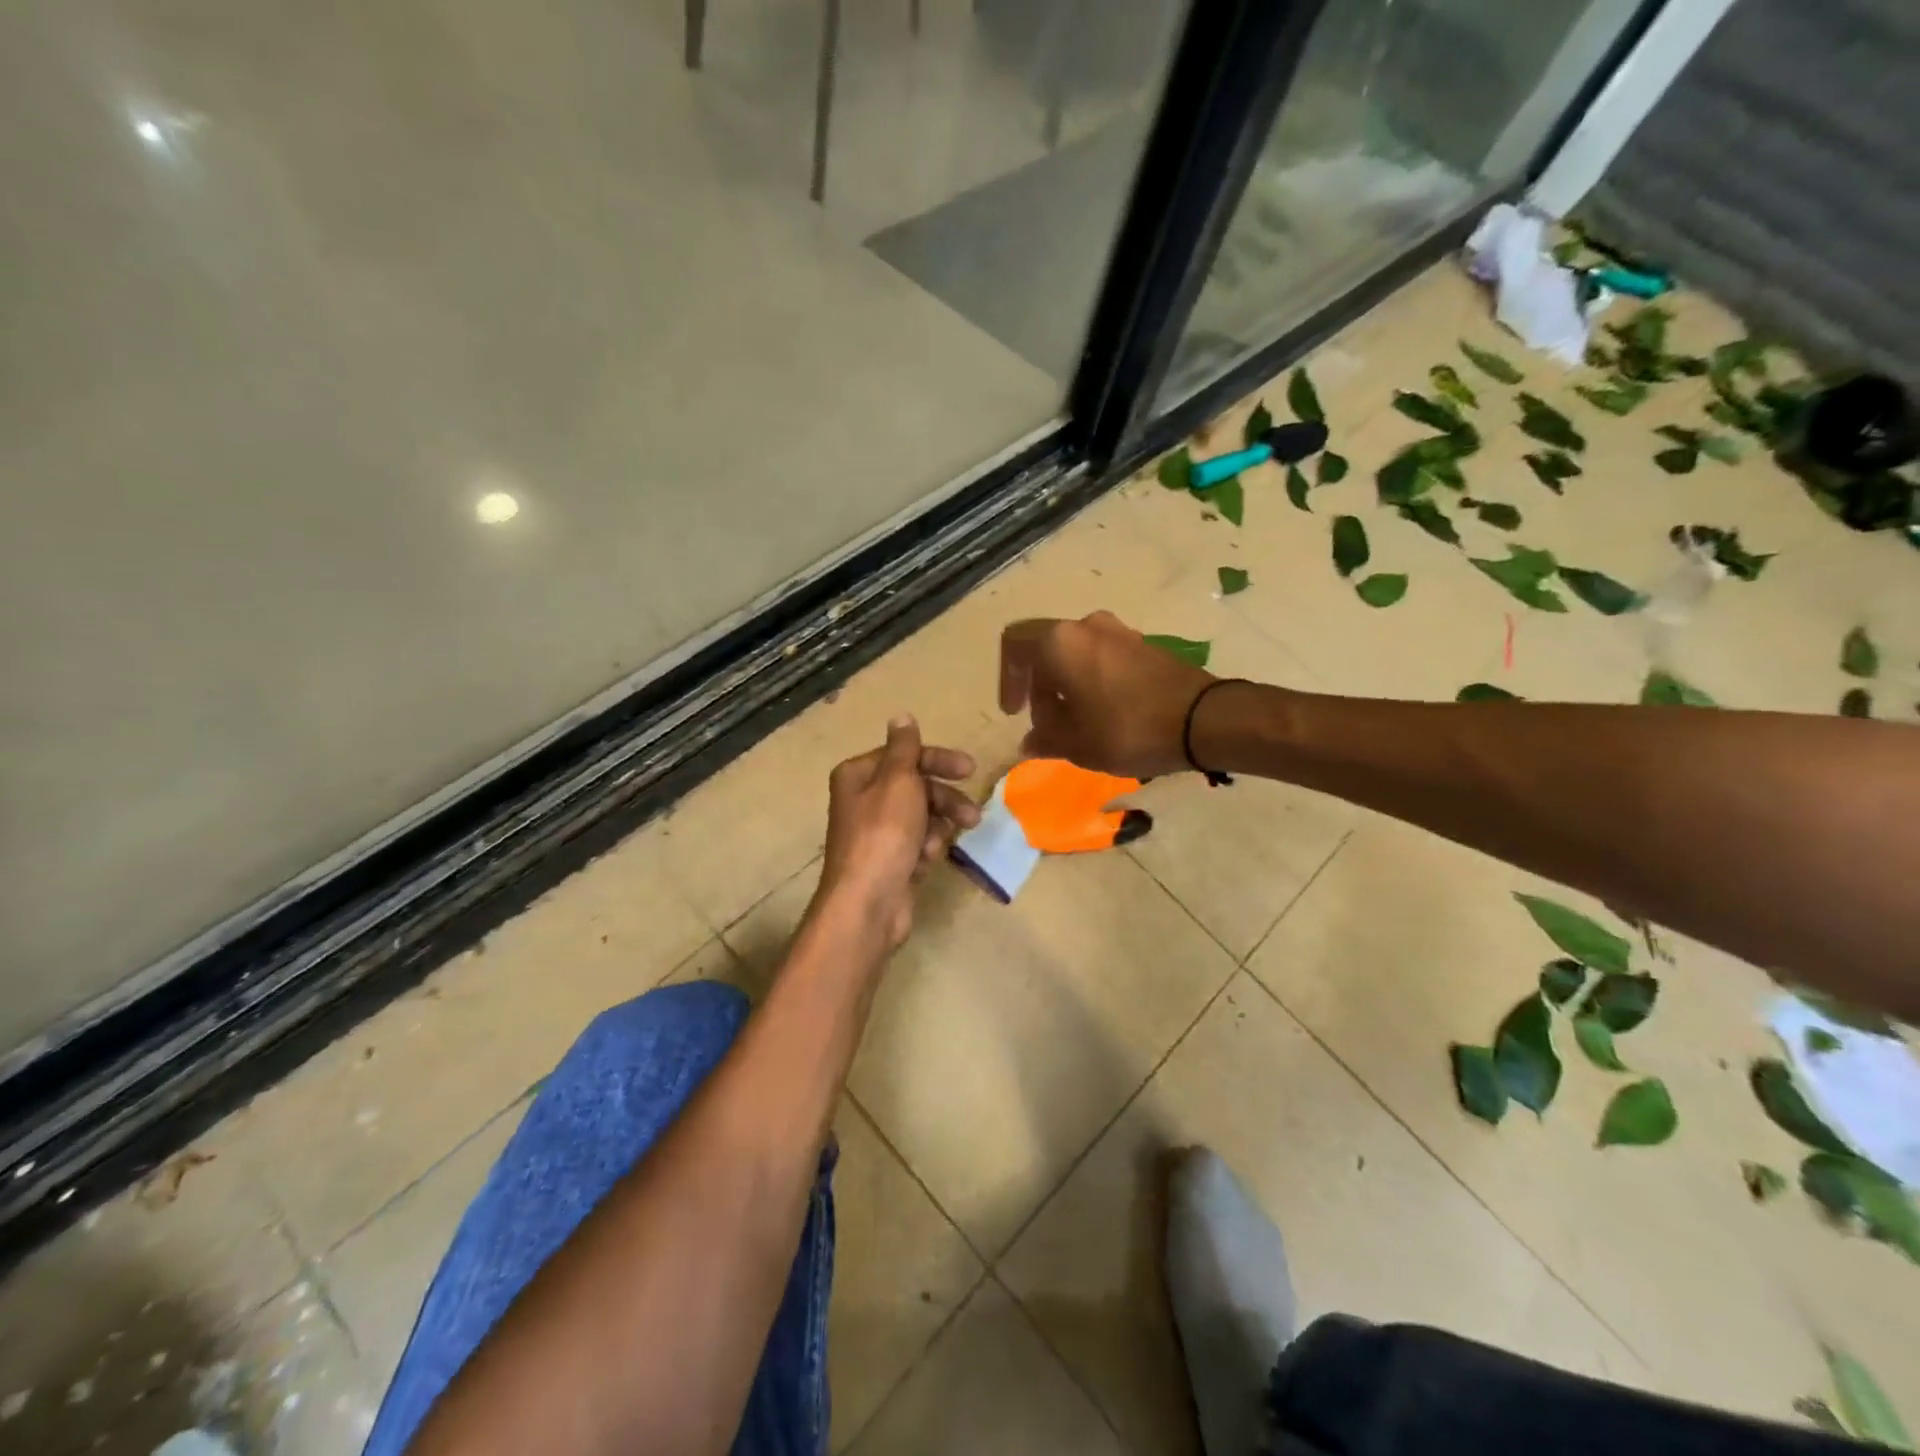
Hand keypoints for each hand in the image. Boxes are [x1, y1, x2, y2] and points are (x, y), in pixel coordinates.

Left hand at [814, 717, 978, 950]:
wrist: (868, 903)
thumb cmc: (883, 834)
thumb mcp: (898, 782)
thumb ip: (905, 748)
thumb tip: (901, 715)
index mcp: (859, 775)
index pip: (905, 756)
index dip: (938, 760)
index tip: (969, 769)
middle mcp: (864, 799)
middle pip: (916, 787)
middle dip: (944, 800)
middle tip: (973, 815)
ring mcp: (876, 832)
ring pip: (921, 817)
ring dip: (936, 828)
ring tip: (938, 846)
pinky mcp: (889, 860)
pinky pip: (917, 844)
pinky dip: (925, 850)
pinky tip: (925, 862)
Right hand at [999, 612, 1213, 778]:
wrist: (1205, 720)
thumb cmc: (1128, 729)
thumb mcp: (1077, 744)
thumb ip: (1046, 739)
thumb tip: (1031, 741)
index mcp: (1060, 642)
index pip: (1014, 646)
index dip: (1007, 680)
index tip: (1015, 712)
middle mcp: (1086, 626)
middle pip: (1045, 650)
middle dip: (1039, 689)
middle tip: (1047, 726)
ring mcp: (1119, 632)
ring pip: (1075, 654)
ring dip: (1066, 686)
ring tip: (1076, 725)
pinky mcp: (1144, 644)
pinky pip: (1102, 657)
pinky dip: (1091, 682)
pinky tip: (1103, 715)